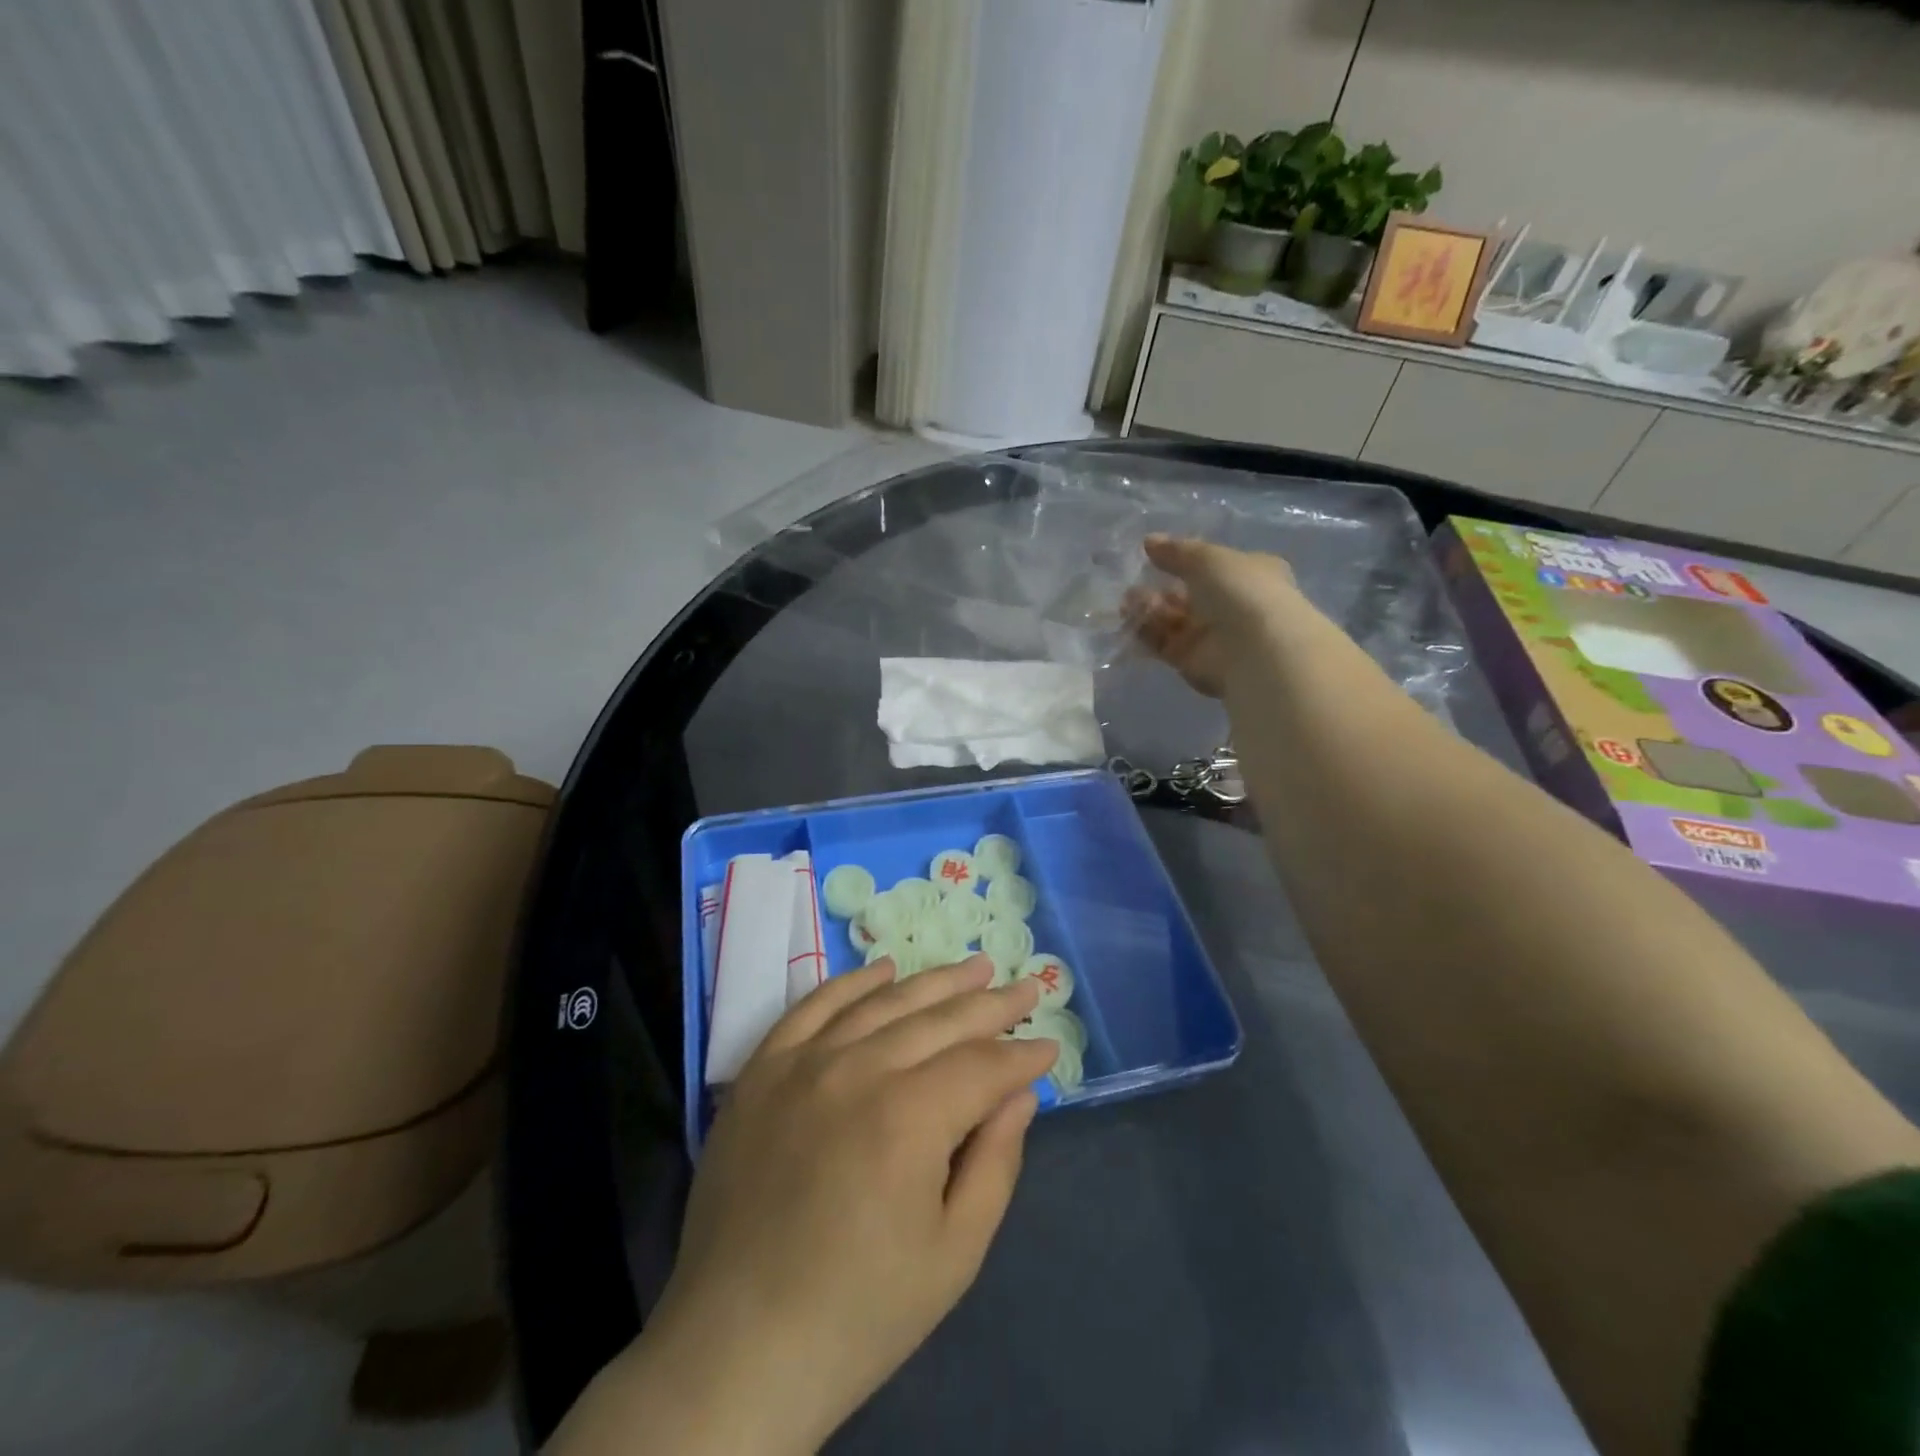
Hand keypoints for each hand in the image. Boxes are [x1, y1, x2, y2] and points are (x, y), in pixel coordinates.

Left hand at [639, 955, 1055, 1452]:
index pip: (982, 1065)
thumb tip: (1019, 1093)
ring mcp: (803, 1062)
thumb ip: (995, 1160)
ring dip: (934, 981)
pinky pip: (814, 1006)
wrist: (736, 1347)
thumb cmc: (859, 1311)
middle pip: (939, 1020)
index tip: (1049, 1045)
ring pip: (884, 1001)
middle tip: (1025, 986)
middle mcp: (857, 1069)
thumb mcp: (954, 1252)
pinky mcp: (762, 1069)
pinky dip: (854, 982)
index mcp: (909, 1117)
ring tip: (974, 966)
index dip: (1021, 1056)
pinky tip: (884, 970)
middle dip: (991, 1003)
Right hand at [1126, 535, 1303, 697]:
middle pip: (1186, 595)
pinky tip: (1129, 623)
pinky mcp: (1193, 663)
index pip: (1212, 565)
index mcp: (1248, 574)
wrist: (1256, 651)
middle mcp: (1231, 605)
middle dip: (1158, 589)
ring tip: (1127, 604)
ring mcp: (1212, 636)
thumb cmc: (1242, 592)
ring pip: (1172, 620)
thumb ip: (1176, 551)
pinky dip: (1147, 634)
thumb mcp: (1208, 558)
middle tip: (1132, 587)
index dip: (1183, 559)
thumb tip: (1149, 542)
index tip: (1152, 555)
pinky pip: (1165, 645)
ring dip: (1148, 610)